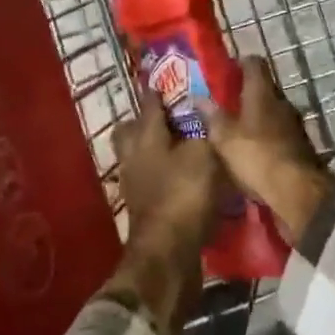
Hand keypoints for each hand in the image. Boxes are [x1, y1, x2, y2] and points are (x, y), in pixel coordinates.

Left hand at [111, 87, 226, 253]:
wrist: (168, 254)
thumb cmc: (185, 194)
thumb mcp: (204, 155)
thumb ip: (203, 131)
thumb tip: (204, 113)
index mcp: (146, 136)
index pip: (149, 105)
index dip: (158, 91)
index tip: (165, 80)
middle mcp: (133, 156)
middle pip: (130, 131)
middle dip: (145, 121)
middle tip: (169, 117)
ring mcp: (134, 184)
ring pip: (137, 156)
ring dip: (153, 150)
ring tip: (179, 147)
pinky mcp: (142, 209)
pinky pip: (149, 180)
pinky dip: (162, 175)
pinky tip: (180, 177)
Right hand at [206, 56, 332, 244]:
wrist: (297, 193)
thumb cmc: (257, 156)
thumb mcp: (224, 138)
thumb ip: (212, 116)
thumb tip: (199, 98)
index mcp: (263, 93)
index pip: (254, 64)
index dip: (239, 64)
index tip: (225, 73)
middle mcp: (282, 103)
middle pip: (263, 89)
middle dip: (245, 95)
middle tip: (224, 106)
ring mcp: (295, 126)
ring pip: (272, 114)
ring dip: (257, 119)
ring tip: (236, 132)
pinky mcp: (301, 148)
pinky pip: (279, 136)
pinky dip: (266, 139)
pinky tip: (253, 154)